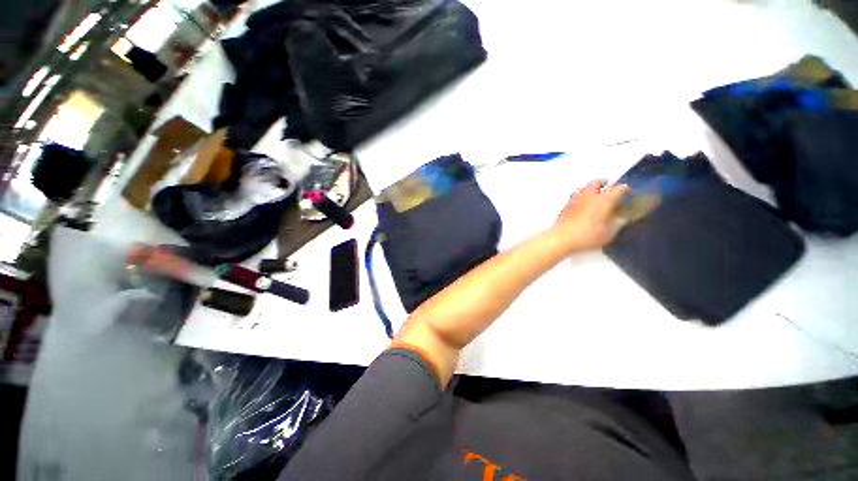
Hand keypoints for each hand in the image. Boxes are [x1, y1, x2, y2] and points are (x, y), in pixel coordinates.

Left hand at [551, 180, 628, 253]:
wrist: (561, 238)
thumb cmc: (587, 235)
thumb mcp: (609, 232)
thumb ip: (618, 223)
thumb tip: (623, 218)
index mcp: (603, 199)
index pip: (617, 188)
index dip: (624, 189)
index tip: (627, 191)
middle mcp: (588, 196)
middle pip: (595, 182)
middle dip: (603, 183)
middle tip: (607, 186)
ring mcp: (573, 200)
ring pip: (582, 188)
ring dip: (588, 189)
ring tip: (593, 195)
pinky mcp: (564, 207)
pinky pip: (573, 197)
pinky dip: (579, 197)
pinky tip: (581, 205)